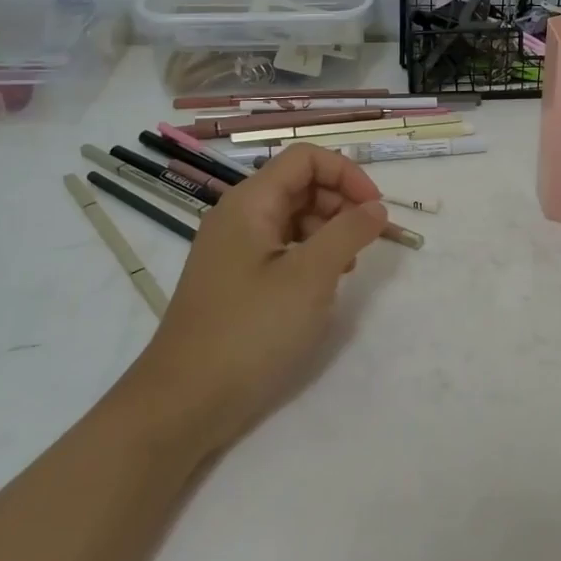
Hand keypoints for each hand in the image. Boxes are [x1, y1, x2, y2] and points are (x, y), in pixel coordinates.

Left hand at [131, 143, 386, 455]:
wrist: (183, 403)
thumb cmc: (249, 331)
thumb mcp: (310, 277)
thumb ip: (348, 232)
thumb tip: (376, 207)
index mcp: (250, 203)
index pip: (306, 158)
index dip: (346, 174)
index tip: (375, 211)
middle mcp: (239, 216)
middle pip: (300, 184)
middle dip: (341, 203)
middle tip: (367, 240)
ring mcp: (235, 249)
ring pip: (294, 217)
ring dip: (329, 230)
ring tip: (348, 267)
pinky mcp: (237, 280)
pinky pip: (282, 248)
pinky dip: (311, 255)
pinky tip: (324, 285)